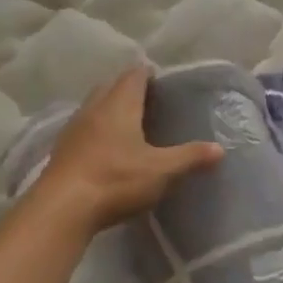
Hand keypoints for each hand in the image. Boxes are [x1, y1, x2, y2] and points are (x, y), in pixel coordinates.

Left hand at [30, 66, 222, 234]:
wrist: (62, 208)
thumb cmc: (116, 180)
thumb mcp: (161, 171)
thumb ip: (190, 157)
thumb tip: (220, 149)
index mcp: (120, 104)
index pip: (134, 75)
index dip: (148, 73)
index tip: (162, 80)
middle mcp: (94, 108)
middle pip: (111, 86)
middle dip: (128, 87)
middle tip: (149, 99)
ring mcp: (74, 128)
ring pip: (94, 106)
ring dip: (110, 107)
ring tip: (129, 122)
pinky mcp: (62, 150)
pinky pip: (84, 128)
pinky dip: (97, 129)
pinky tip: (106, 147)